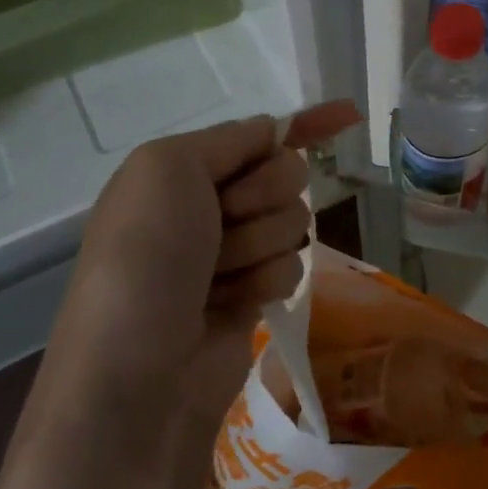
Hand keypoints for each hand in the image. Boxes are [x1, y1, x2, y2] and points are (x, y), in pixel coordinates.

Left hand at [44, 101, 361, 436]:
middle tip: (222, 222)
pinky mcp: (254, 294)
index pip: (256, 135)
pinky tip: (230, 305)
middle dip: (261, 196)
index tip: (350, 114)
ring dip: (257, 246)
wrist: (137, 373)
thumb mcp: (166, 169)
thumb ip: (228, 139)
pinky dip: (264, 282)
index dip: (302, 123)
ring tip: (215, 278)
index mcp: (180, 170)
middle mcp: (207, 206)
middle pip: (284, 175)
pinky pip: (291, 265)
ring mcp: (232, 253)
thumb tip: (274, 130)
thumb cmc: (145, 257)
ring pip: (292, 222)